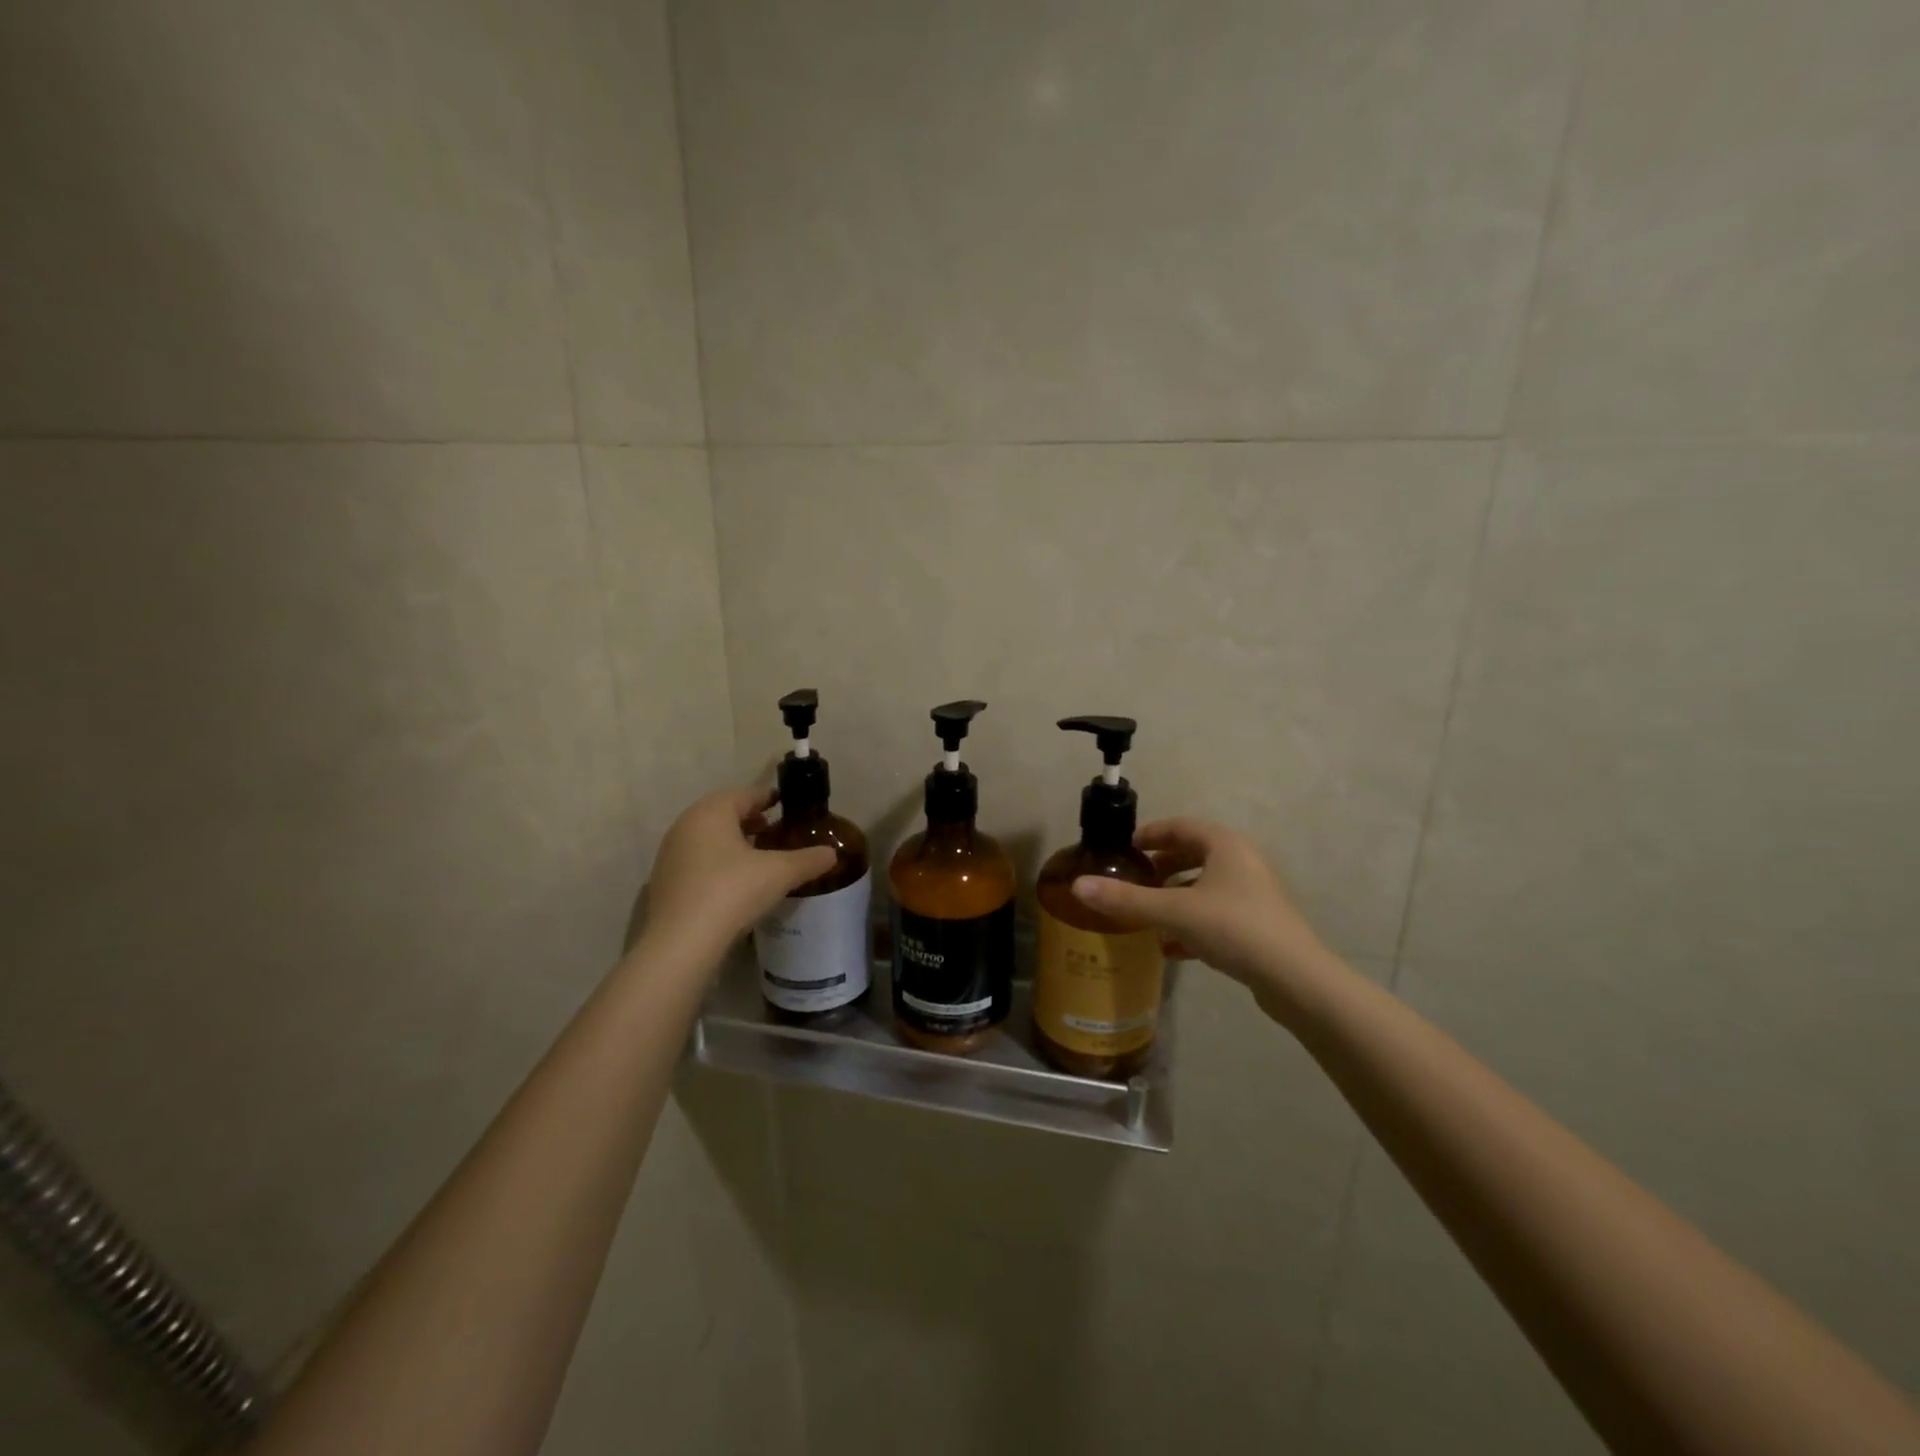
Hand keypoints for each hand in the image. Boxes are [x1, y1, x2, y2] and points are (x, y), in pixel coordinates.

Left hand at [636, 786, 837, 961]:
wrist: (681, 943)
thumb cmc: (732, 892)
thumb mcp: (780, 873)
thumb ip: (809, 859)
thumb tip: (831, 854)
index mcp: (712, 812)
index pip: (746, 794)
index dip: (770, 798)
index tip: (788, 807)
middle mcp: (686, 825)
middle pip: (725, 815)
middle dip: (752, 822)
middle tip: (777, 834)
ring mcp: (671, 855)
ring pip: (709, 839)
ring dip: (734, 844)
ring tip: (760, 861)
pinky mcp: (664, 883)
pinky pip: (698, 862)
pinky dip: (718, 865)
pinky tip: (736, 885)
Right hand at [1069, 818, 1326, 1012]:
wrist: (1295, 979)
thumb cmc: (1233, 928)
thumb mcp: (1174, 912)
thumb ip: (1126, 900)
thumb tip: (1078, 886)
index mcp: (1225, 845)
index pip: (1181, 826)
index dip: (1150, 834)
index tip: (1125, 848)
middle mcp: (1243, 862)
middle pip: (1194, 854)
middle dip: (1161, 866)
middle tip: (1133, 879)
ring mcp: (1255, 893)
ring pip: (1206, 886)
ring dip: (1175, 896)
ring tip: (1147, 913)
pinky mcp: (1261, 924)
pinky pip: (1218, 912)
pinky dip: (1192, 922)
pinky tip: (1172, 947)